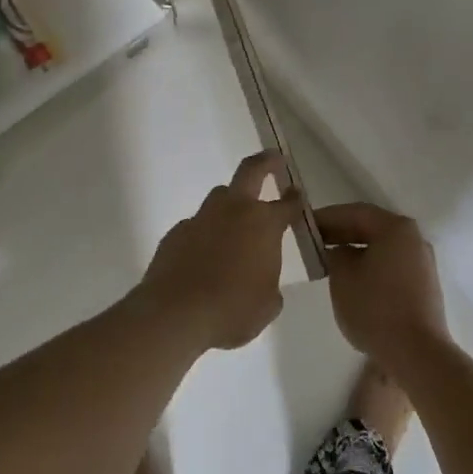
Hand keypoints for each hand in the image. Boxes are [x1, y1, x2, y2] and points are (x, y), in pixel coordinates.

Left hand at [136, 153, 301, 349]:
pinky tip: (204, 258)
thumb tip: (263, 279)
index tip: (297, 195)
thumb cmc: (232, 310)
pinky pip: (197, 226)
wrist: (175, 315)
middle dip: (265, 162)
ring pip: (219, 197)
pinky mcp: (176, 233)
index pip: (287, 205)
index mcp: (263, 224)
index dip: (295, 199)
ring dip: (230, 203)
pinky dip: (205, 235)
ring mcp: (201, 218)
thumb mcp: (266, 305)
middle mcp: (233, 211)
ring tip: (235, 224)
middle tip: (274, 158)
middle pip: (250, 171)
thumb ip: (270, 284)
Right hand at [315, 203, 451, 371]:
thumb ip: (336, 254)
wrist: (417, 354)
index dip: (328, 217)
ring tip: (330, 261)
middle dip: (342, 233)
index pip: (356, 213)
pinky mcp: (424, 286)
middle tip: (315, 241)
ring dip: (356, 250)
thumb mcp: (343, 277)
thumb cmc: (376, 308)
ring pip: (382, 247)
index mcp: (396, 228)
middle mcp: (414, 238)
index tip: (305, 224)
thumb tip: (339, 251)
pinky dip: (371, 265)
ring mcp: (422, 263)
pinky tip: (354, 280)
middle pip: (372, 227)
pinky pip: (392, 265)